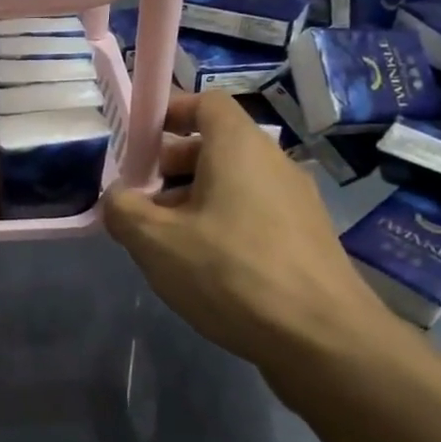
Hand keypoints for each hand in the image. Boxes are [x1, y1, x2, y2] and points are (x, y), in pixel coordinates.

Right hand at [104, 91, 388, 375]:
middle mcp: (273, 163)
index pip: (205, 103)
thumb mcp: (156, 242)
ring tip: (164, 242)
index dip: (168, 112)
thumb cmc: (232, 273)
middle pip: (215, 145)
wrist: (323, 338)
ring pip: (232, 183)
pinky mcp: (305, 238)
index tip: (136, 141)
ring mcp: (295, 201)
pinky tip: (203, 268)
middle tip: (139, 201)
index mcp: (239, 147)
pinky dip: (221, 224)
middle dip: (170, 166)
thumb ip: (123, 210)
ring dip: (192, 200)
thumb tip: (117, 197)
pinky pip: (252, 213)